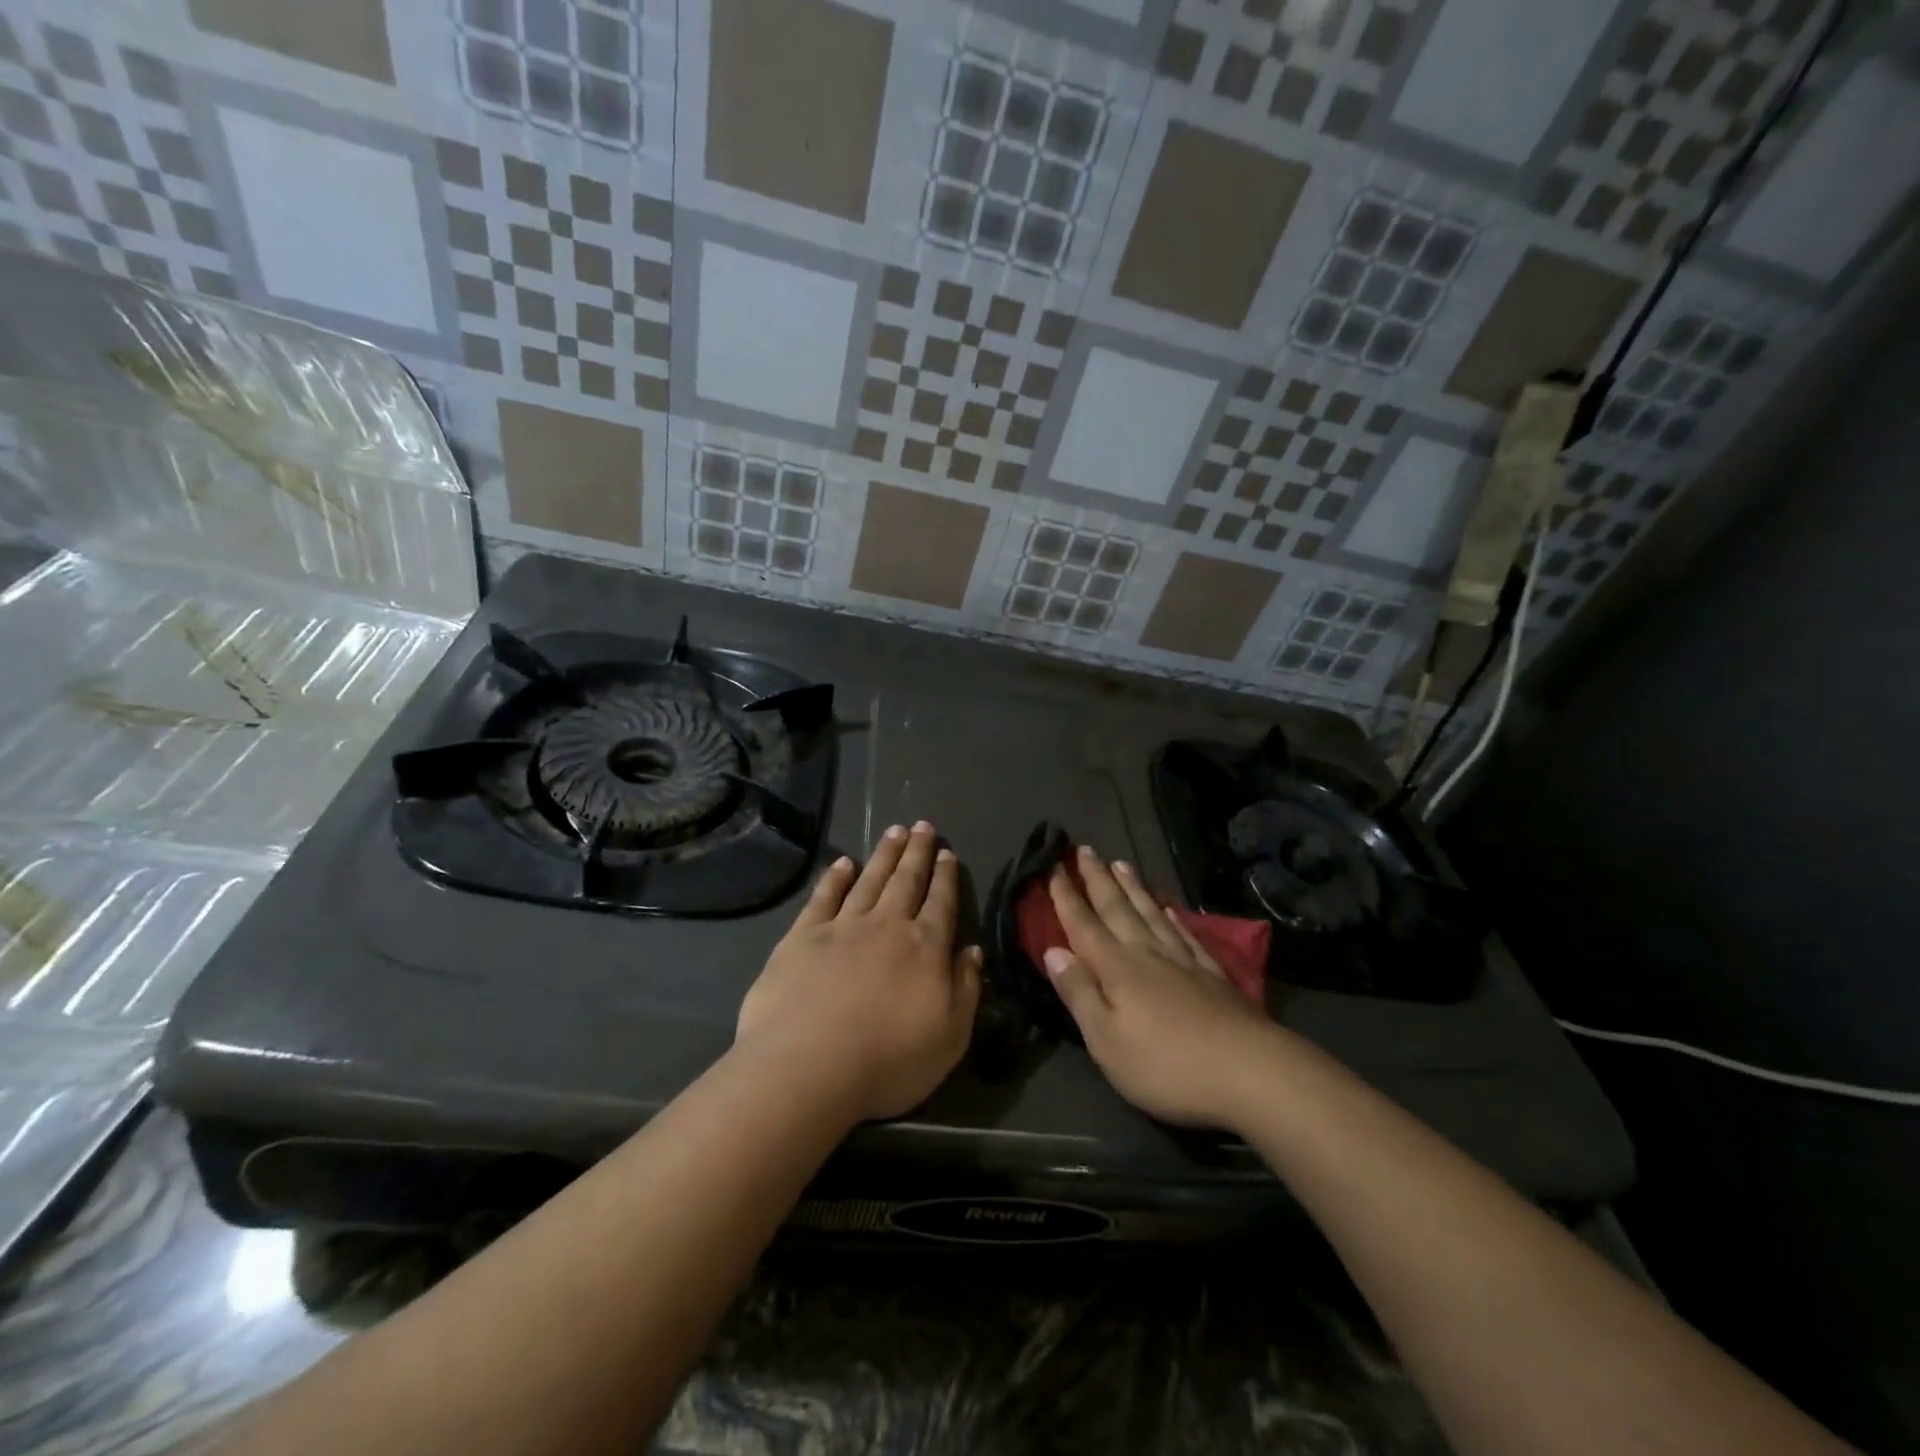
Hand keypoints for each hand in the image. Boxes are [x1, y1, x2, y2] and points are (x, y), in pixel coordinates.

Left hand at [736, 821, 981, 1122]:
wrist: (807, 1067)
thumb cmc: (887, 1061)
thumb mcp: (950, 1037)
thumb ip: (965, 990)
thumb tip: (973, 951)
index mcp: (924, 947)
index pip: (941, 903)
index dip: (946, 877)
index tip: (948, 853)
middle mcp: (886, 926)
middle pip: (906, 880)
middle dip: (917, 852)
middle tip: (922, 826)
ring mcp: (842, 926)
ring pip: (869, 880)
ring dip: (883, 854)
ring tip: (894, 831)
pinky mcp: (802, 936)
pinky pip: (823, 897)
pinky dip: (834, 877)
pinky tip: (842, 863)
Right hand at [1045, 847, 1279, 1129]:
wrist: (1250, 1071)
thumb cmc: (1166, 1065)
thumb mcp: (1106, 1040)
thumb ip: (1079, 992)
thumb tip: (1053, 950)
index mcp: (1116, 968)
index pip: (1083, 925)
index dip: (1065, 897)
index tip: (1052, 866)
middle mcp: (1147, 953)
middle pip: (1117, 909)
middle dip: (1097, 879)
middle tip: (1084, 849)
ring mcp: (1183, 961)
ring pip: (1150, 913)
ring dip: (1132, 888)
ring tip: (1121, 863)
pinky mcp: (1212, 975)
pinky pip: (1185, 934)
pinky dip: (1172, 918)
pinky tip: (1168, 909)